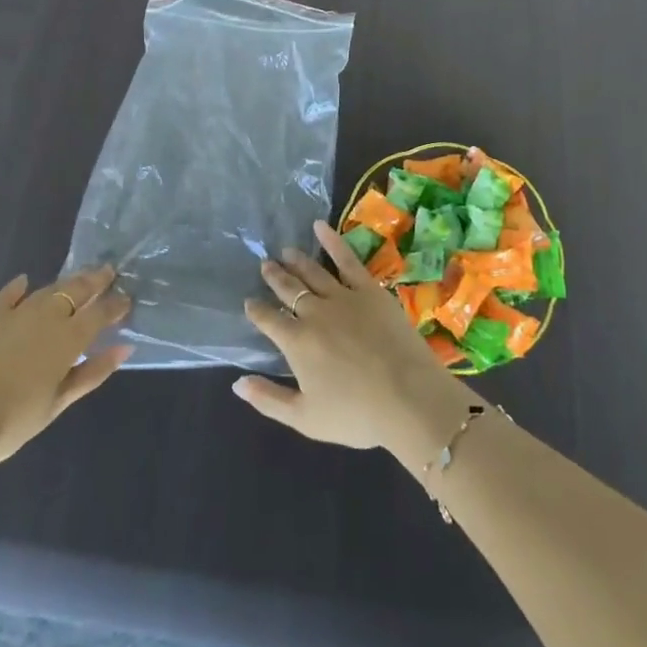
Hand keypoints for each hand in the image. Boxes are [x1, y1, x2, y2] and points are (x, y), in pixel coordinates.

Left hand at [0, 266, 132, 471]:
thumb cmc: (12, 419)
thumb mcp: (58, 403)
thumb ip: (92, 373)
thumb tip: (124, 348)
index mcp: (69, 338)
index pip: (101, 312)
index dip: (116, 304)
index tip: (128, 299)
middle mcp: (47, 317)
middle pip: (77, 290)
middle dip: (96, 280)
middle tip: (109, 271)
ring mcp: (16, 314)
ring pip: (47, 290)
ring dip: (66, 282)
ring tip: (78, 277)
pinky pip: (7, 296)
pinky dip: (17, 287)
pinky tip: (23, 281)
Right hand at [232, 220, 475, 468]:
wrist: (408, 397)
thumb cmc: (356, 415)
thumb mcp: (305, 419)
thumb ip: (268, 399)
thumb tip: (237, 382)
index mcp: (296, 343)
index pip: (269, 320)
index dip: (257, 310)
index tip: (249, 302)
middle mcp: (314, 312)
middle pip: (289, 289)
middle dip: (274, 276)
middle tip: (265, 264)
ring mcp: (343, 297)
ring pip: (313, 272)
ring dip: (297, 260)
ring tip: (286, 250)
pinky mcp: (369, 289)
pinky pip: (347, 259)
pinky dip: (332, 241)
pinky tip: (319, 227)